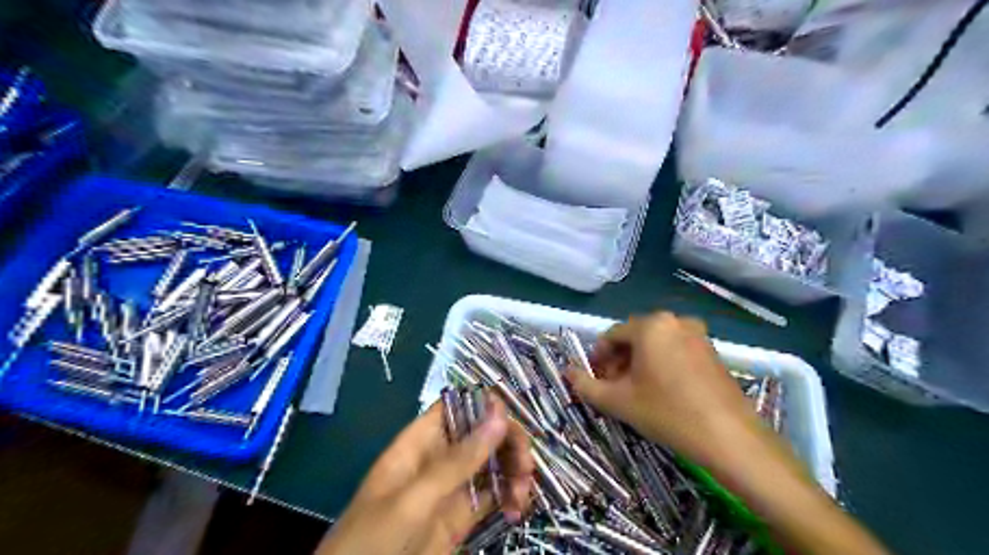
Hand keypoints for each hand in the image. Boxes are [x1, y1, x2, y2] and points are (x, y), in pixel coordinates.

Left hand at [314, 395, 533, 554]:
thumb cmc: (374, 539)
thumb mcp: (414, 499)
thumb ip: (458, 460)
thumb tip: (499, 415)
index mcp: (421, 442)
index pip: (457, 407)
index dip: (485, 407)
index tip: (509, 422)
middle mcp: (440, 458)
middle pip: (482, 433)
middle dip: (508, 443)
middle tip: (525, 466)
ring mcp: (452, 487)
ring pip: (493, 463)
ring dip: (514, 471)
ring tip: (522, 495)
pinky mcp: (462, 516)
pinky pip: (493, 496)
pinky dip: (510, 498)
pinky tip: (518, 510)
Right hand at [564, 313, 759, 472]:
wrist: (730, 437)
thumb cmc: (667, 412)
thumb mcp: (619, 401)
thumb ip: (586, 385)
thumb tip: (567, 372)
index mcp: (650, 325)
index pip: (612, 335)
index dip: (598, 357)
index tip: (595, 379)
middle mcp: (674, 321)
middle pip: (634, 337)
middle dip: (619, 361)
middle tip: (613, 387)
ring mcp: (697, 334)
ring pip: (656, 343)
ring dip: (639, 362)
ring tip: (636, 391)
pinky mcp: (712, 350)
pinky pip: (676, 349)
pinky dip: (661, 363)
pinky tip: (661, 390)